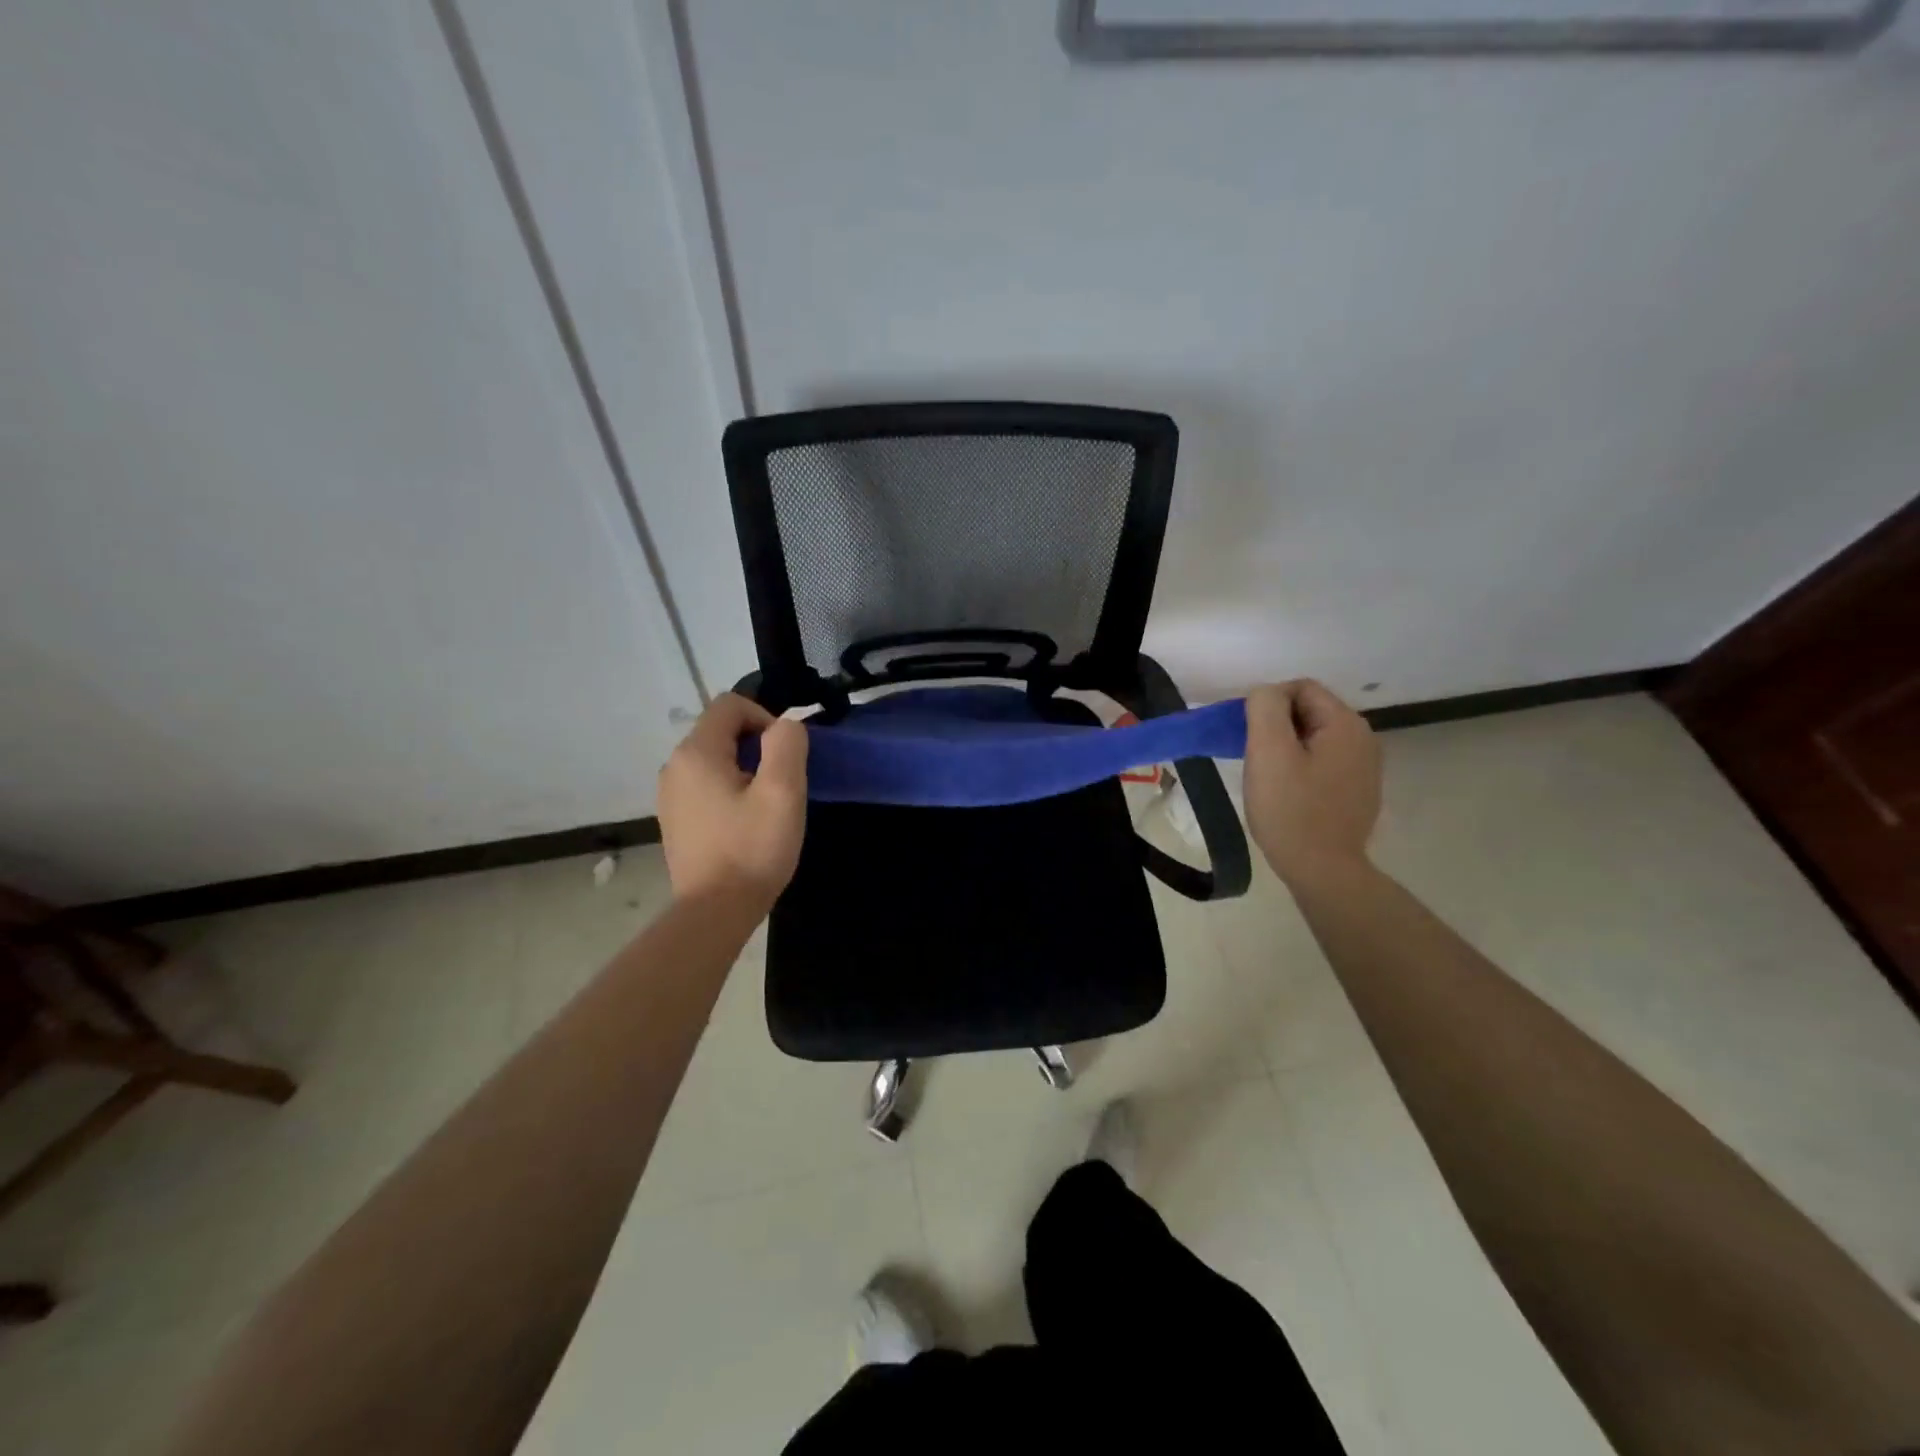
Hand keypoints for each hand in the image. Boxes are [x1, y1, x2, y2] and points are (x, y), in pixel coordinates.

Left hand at [657, 694, 807, 908]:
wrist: (714, 913)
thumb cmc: (752, 849)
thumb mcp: (783, 792)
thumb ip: (787, 745)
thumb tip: (784, 726)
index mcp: (696, 753)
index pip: (730, 705)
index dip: (765, 718)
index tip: (784, 757)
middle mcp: (674, 767)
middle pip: (721, 731)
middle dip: (757, 747)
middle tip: (781, 785)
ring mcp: (670, 795)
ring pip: (714, 760)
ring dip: (745, 770)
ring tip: (765, 807)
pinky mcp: (675, 819)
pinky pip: (705, 786)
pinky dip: (729, 792)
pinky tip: (745, 824)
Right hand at [1242, 680, 1381, 886]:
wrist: (1323, 870)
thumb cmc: (1291, 809)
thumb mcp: (1269, 752)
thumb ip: (1265, 708)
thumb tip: (1266, 693)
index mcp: (1346, 723)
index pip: (1300, 687)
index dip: (1267, 703)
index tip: (1248, 735)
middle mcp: (1364, 738)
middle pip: (1309, 711)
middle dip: (1277, 726)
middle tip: (1255, 757)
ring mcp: (1364, 767)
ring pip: (1315, 737)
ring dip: (1287, 748)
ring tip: (1269, 777)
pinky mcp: (1358, 790)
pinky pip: (1323, 762)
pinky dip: (1302, 767)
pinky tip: (1289, 793)